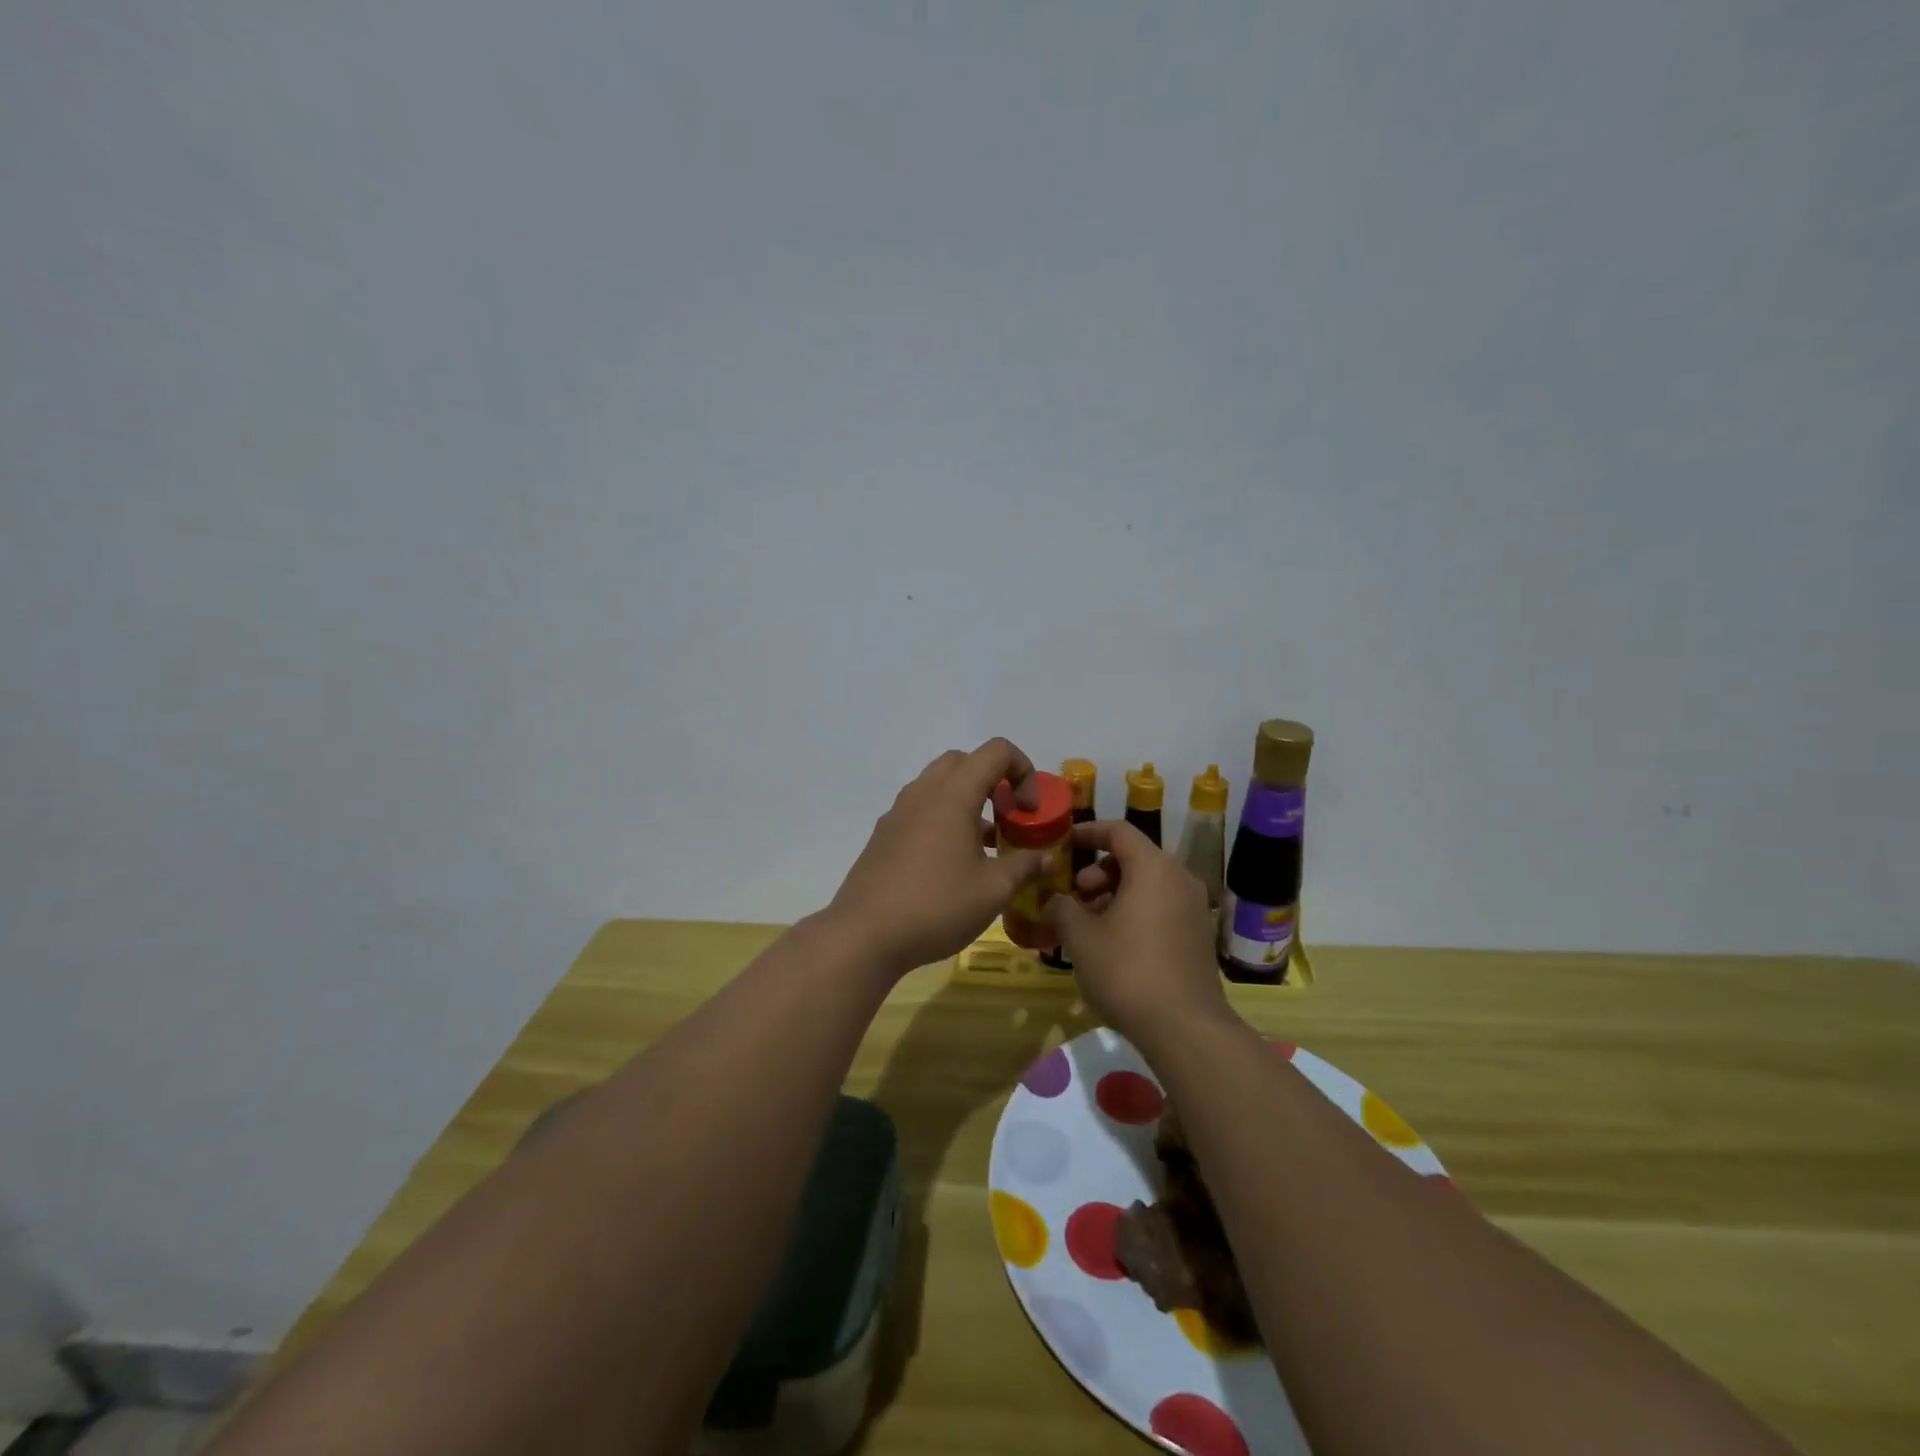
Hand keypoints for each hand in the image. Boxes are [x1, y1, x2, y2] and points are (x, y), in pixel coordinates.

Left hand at [828, 738, 1050, 974]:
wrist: (865, 935)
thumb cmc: (937, 905)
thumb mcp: (993, 890)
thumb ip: (1024, 866)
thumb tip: (1046, 858)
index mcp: (953, 794)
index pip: (996, 751)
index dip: (1023, 771)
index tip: (1028, 811)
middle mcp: (923, 792)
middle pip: (964, 761)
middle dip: (993, 780)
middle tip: (1007, 818)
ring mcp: (898, 812)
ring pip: (939, 785)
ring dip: (967, 801)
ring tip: (984, 845)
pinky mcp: (883, 835)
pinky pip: (920, 809)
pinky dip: (943, 818)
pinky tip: (951, 864)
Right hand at [1043, 820, 1235, 1051]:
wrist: (1185, 1028)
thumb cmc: (1127, 971)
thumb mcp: (1081, 938)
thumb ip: (1062, 909)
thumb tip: (1053, 902)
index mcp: (1153, 867)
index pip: (1118, 831)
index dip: (1087, 833)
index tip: (1062, 845)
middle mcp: (1179, 878)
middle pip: (1134, 857)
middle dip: (1098, 872)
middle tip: (1074, 897)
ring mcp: (1194, 908)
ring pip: (1148, 884)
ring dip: (1114, 894)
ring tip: (1089, 925)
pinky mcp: (1198, 935)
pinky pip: (1161, 907)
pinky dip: (1135, 911)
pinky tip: (1113, 944)